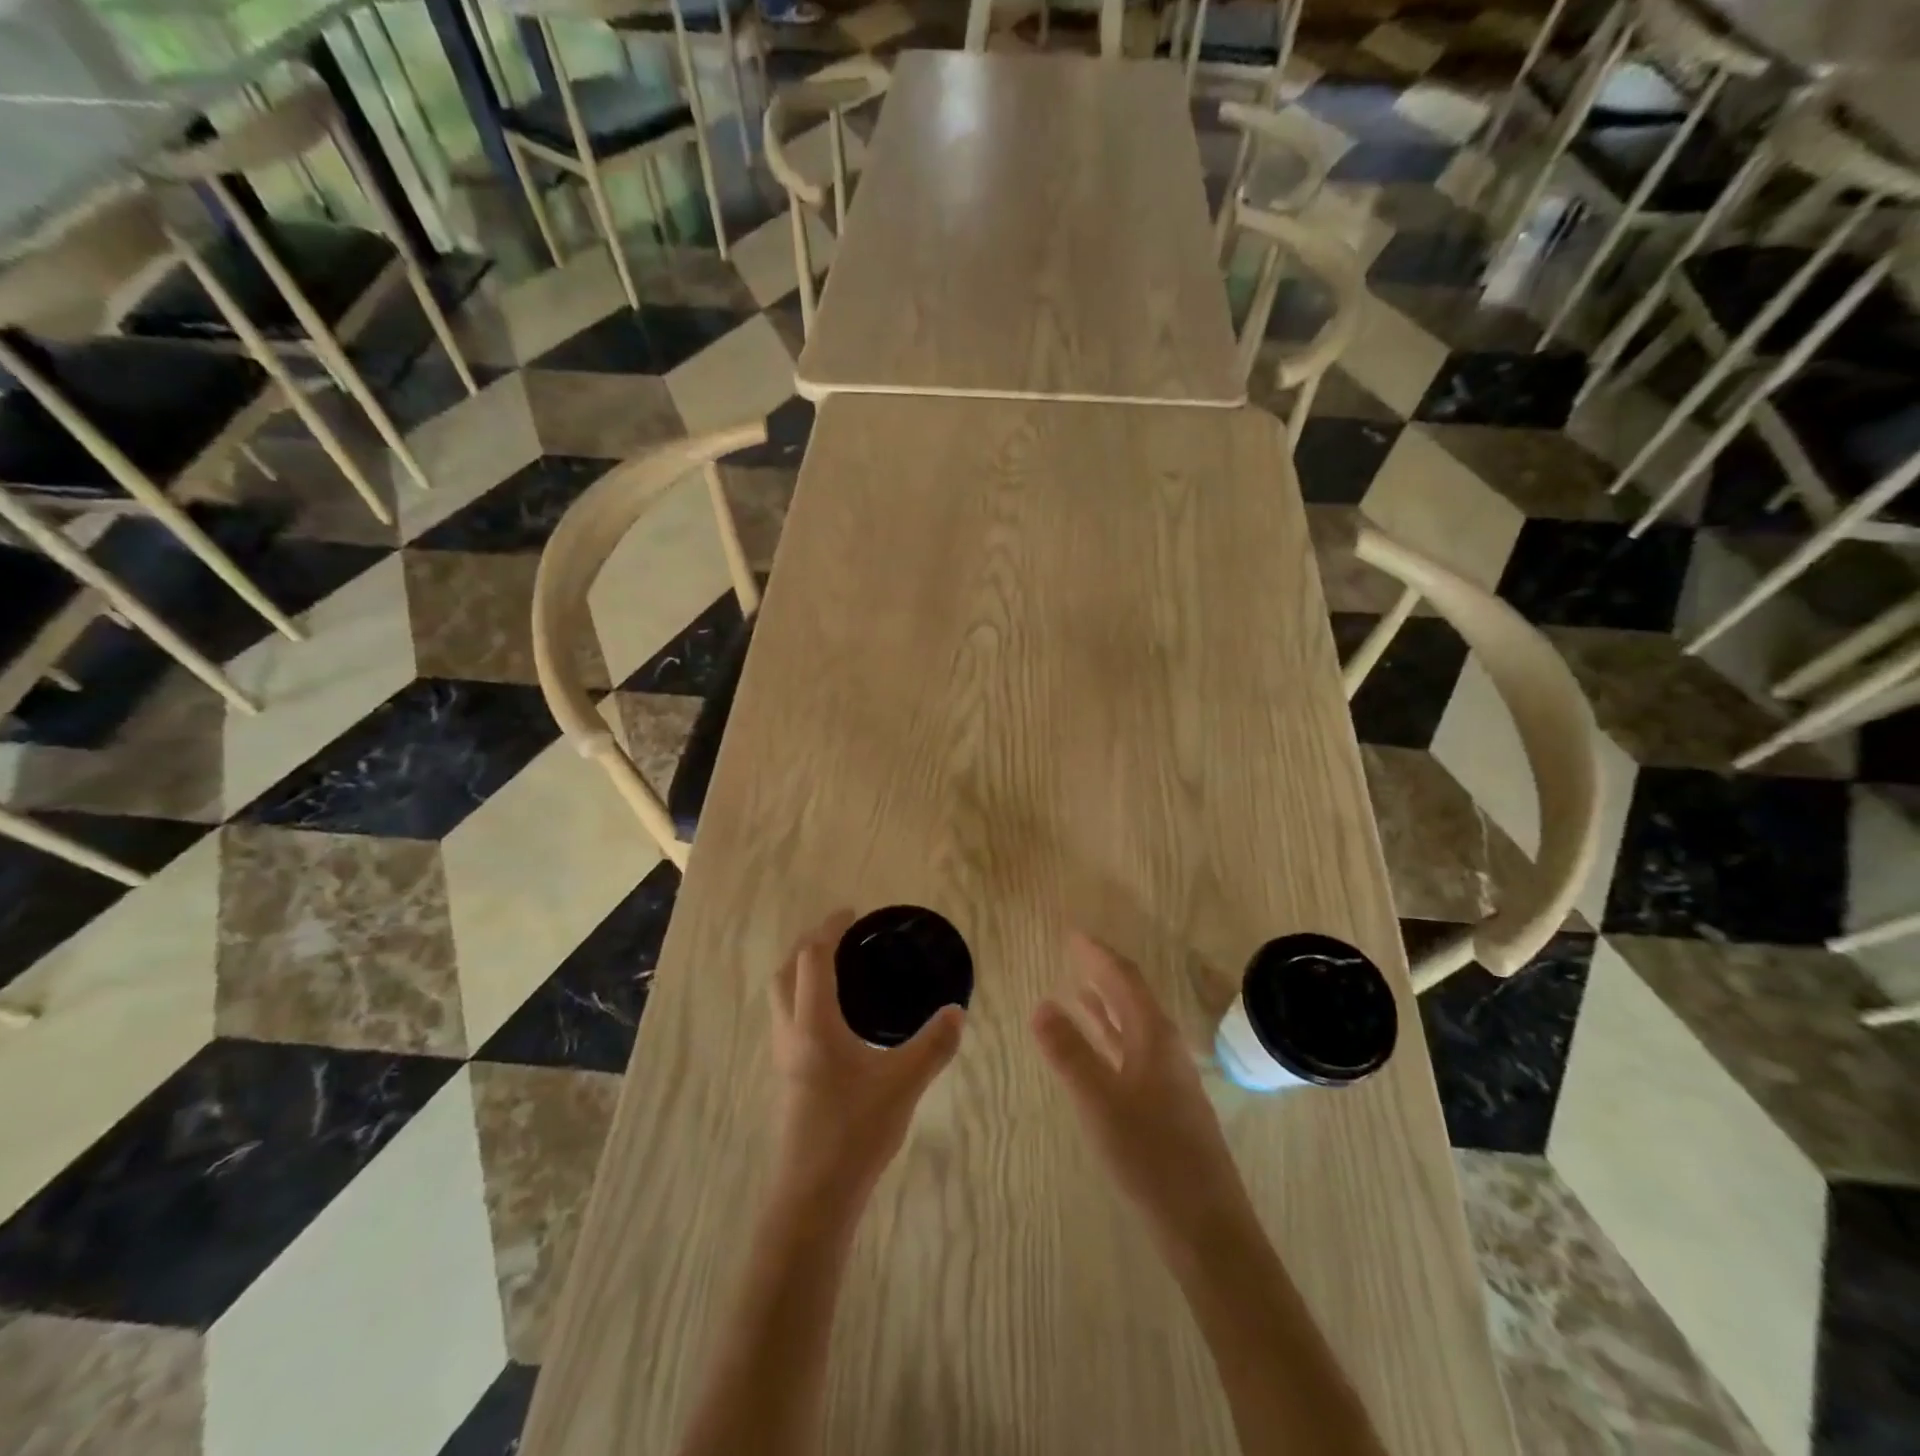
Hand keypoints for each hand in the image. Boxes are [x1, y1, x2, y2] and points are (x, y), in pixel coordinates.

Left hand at [770, 912, 964, 1203]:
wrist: (814, 1196)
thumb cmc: (855, 1132)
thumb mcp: (903, 1083)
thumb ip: (934, 1045)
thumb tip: (958, 1011)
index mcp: (814, 1024)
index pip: (812, 958)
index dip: (830, 929)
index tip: (853, 914)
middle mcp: (791, 1032)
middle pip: (786, 972)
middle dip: (809, 945)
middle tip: (842, 936)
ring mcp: (784, 1057)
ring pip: (781, 997)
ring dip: (801, 971)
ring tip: (838, 969)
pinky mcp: (787, 1076)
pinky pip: (788, 1018)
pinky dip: (803, 998)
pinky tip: (835, 1018)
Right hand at [1033, 933, 1257, 1249]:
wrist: (1205, 1228)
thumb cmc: (1150, 1158)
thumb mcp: (1099, 1102)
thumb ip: (1069, 1052)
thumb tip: (1041, 1004)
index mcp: (1153, 1037)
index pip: (1124, 979)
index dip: (1097, 955)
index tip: (1072, 934)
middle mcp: (1164, 1048)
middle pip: (1132, 997)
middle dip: (1102, 972)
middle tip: (1073, 952)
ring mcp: (1168, 1078)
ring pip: (1133, 1025)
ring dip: (1106, 1003)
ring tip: (1077, 986)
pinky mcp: (1166, 1105)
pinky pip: (1133, 1051)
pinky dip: (1110, 1037)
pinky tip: (1096, 1047)